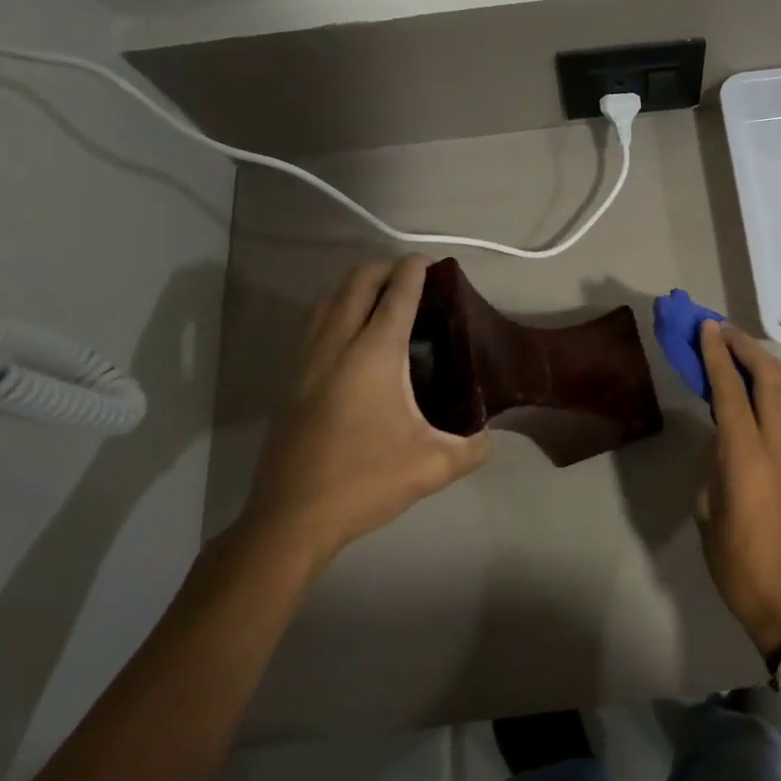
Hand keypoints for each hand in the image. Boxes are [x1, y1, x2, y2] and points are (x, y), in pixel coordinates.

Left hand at [241, 256, 490, 565]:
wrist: (291, 517)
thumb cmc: (365, 481)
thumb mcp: (433, 467)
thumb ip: (472, 448)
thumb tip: (490, 437)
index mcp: (375, 354)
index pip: (398, 293)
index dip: (415, 269)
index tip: (432, 262)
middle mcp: (337, 343)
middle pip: (358, 282)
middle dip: (385, 268)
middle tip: (411, 278)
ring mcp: (307, 358)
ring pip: (329, 298)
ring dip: (356, 285)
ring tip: (381, 297)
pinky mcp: (290, 377)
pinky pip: (315, 322)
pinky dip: (336, 309)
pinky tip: (349, 333)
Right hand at [695, 321, 780, 656]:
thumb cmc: (738, 562)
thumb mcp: (707, 508)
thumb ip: (714, 462)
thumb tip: (723, 437)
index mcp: (746, 455)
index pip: (731, 390)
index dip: (717, 355)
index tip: (707, 328)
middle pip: (770, 378)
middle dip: (745, 347)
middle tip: (723, 330)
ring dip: (772, 363)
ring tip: (750, 353)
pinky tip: (773, 389)